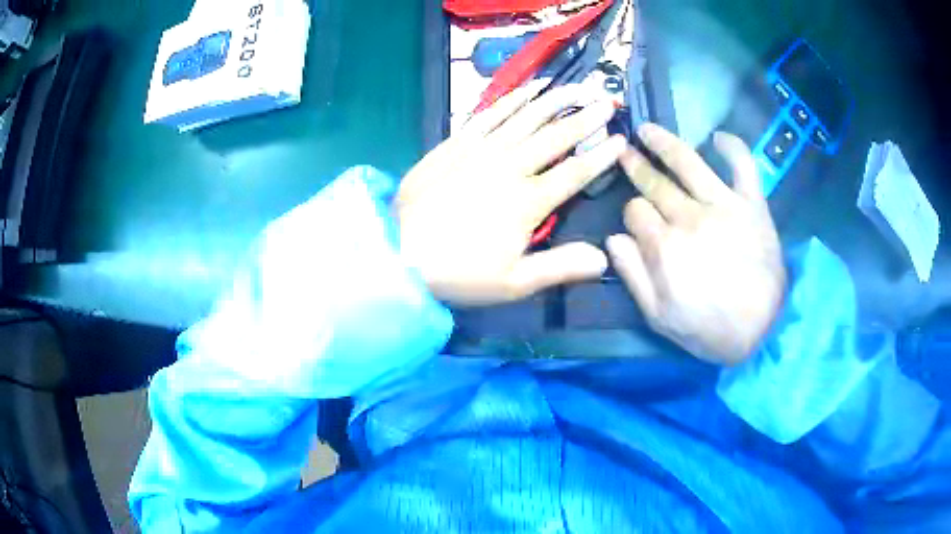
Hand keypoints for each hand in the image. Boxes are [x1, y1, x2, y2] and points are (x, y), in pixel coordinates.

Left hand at [396, 86, 626, 305]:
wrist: (398, 251)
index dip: (602, 155)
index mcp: (530, 202)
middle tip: (608, 101)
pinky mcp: (458, 141)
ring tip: (578, 86)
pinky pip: (491, 112)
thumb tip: (605, 258)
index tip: (621, 139)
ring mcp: (482, 149)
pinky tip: (530, 87)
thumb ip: (561, 267)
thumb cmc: (458, 272)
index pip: (577, 172)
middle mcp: (511, 166)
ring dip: (557, 99)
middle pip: (557, 135)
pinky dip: (514, 98)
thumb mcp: (513, 282)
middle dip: (587, 116)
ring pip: (528, 116)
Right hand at [607, 124, 786, 364]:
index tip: (637, 222)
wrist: (763, 332)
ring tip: (648, 130)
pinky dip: (732, 146)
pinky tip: (717, 137)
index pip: (634, 211)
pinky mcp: (752, 204)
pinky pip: (743, 165)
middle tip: (625, 150)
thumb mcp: (658, 318)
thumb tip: (613, 238)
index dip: (632, 214)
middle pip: (655, 183)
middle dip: (636, 165)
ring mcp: (723, 206)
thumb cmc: (709, 330)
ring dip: (664, 142)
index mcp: (664, 247)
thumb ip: (633, 276)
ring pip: (688, 162)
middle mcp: (690, 217)